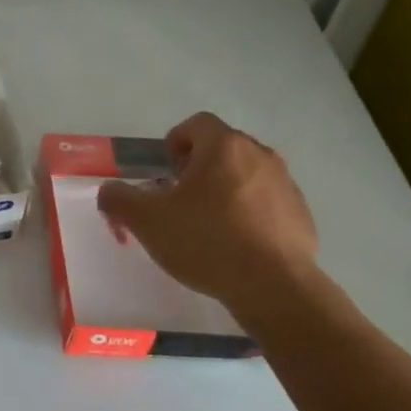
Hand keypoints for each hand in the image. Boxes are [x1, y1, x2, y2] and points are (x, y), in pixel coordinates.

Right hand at [97, 112, 318, 312]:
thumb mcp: (147, 221)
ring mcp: (286, 184)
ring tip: (208, 225)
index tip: (166, 172)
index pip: (196, 124)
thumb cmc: (206, 242)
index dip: (175, 142)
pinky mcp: (301, 214)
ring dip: (225, 190)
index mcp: (224, 147)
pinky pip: (267, 203)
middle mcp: (260, 155)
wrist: (273, 286)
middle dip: (198, 168)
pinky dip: (249, 214)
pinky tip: (236, 246)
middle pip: (222, 148)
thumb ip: (118, 199)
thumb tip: (109, 192)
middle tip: (180, 200)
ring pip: (246, 175)